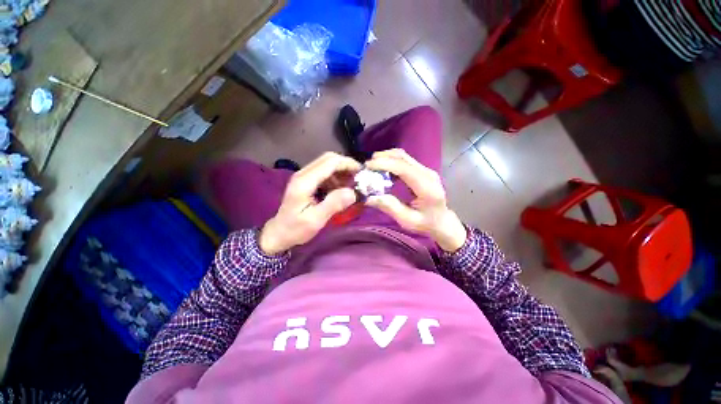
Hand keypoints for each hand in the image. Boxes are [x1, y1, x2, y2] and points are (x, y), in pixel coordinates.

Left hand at [259, 152, 361, 254]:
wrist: (278, 233)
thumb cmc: (295, 229)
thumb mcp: (315, 220)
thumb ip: (333, 205)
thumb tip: (353, 192)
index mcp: (304, 181)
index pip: (330, 162)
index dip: (348, 164)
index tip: (362, 173)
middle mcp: (303, 174)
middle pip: (328, 159)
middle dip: (346, 166)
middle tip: (359, 179)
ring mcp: (304, 176)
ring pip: (327, 164)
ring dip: (342, 172)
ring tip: (352, 186)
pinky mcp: (306, 181)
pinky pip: (325, 172)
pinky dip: (336, 177)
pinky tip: (341, 189)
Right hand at [365, 149, 466, 251]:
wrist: (442, 221)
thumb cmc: (426, 223)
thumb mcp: (407, 220)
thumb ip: (390, 207)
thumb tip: (369, 197)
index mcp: (426, 188)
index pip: (404, 168)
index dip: (385, 164)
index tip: (368, 166)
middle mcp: (428, 174)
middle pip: (403, 158)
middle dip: (383, 158)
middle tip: (367, 166)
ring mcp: (426, 170)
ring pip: (404, 156)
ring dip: (386, 158)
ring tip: (373, 167)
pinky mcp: (423, 170)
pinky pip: (405, 161)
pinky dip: (392, 162)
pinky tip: (383, 170)